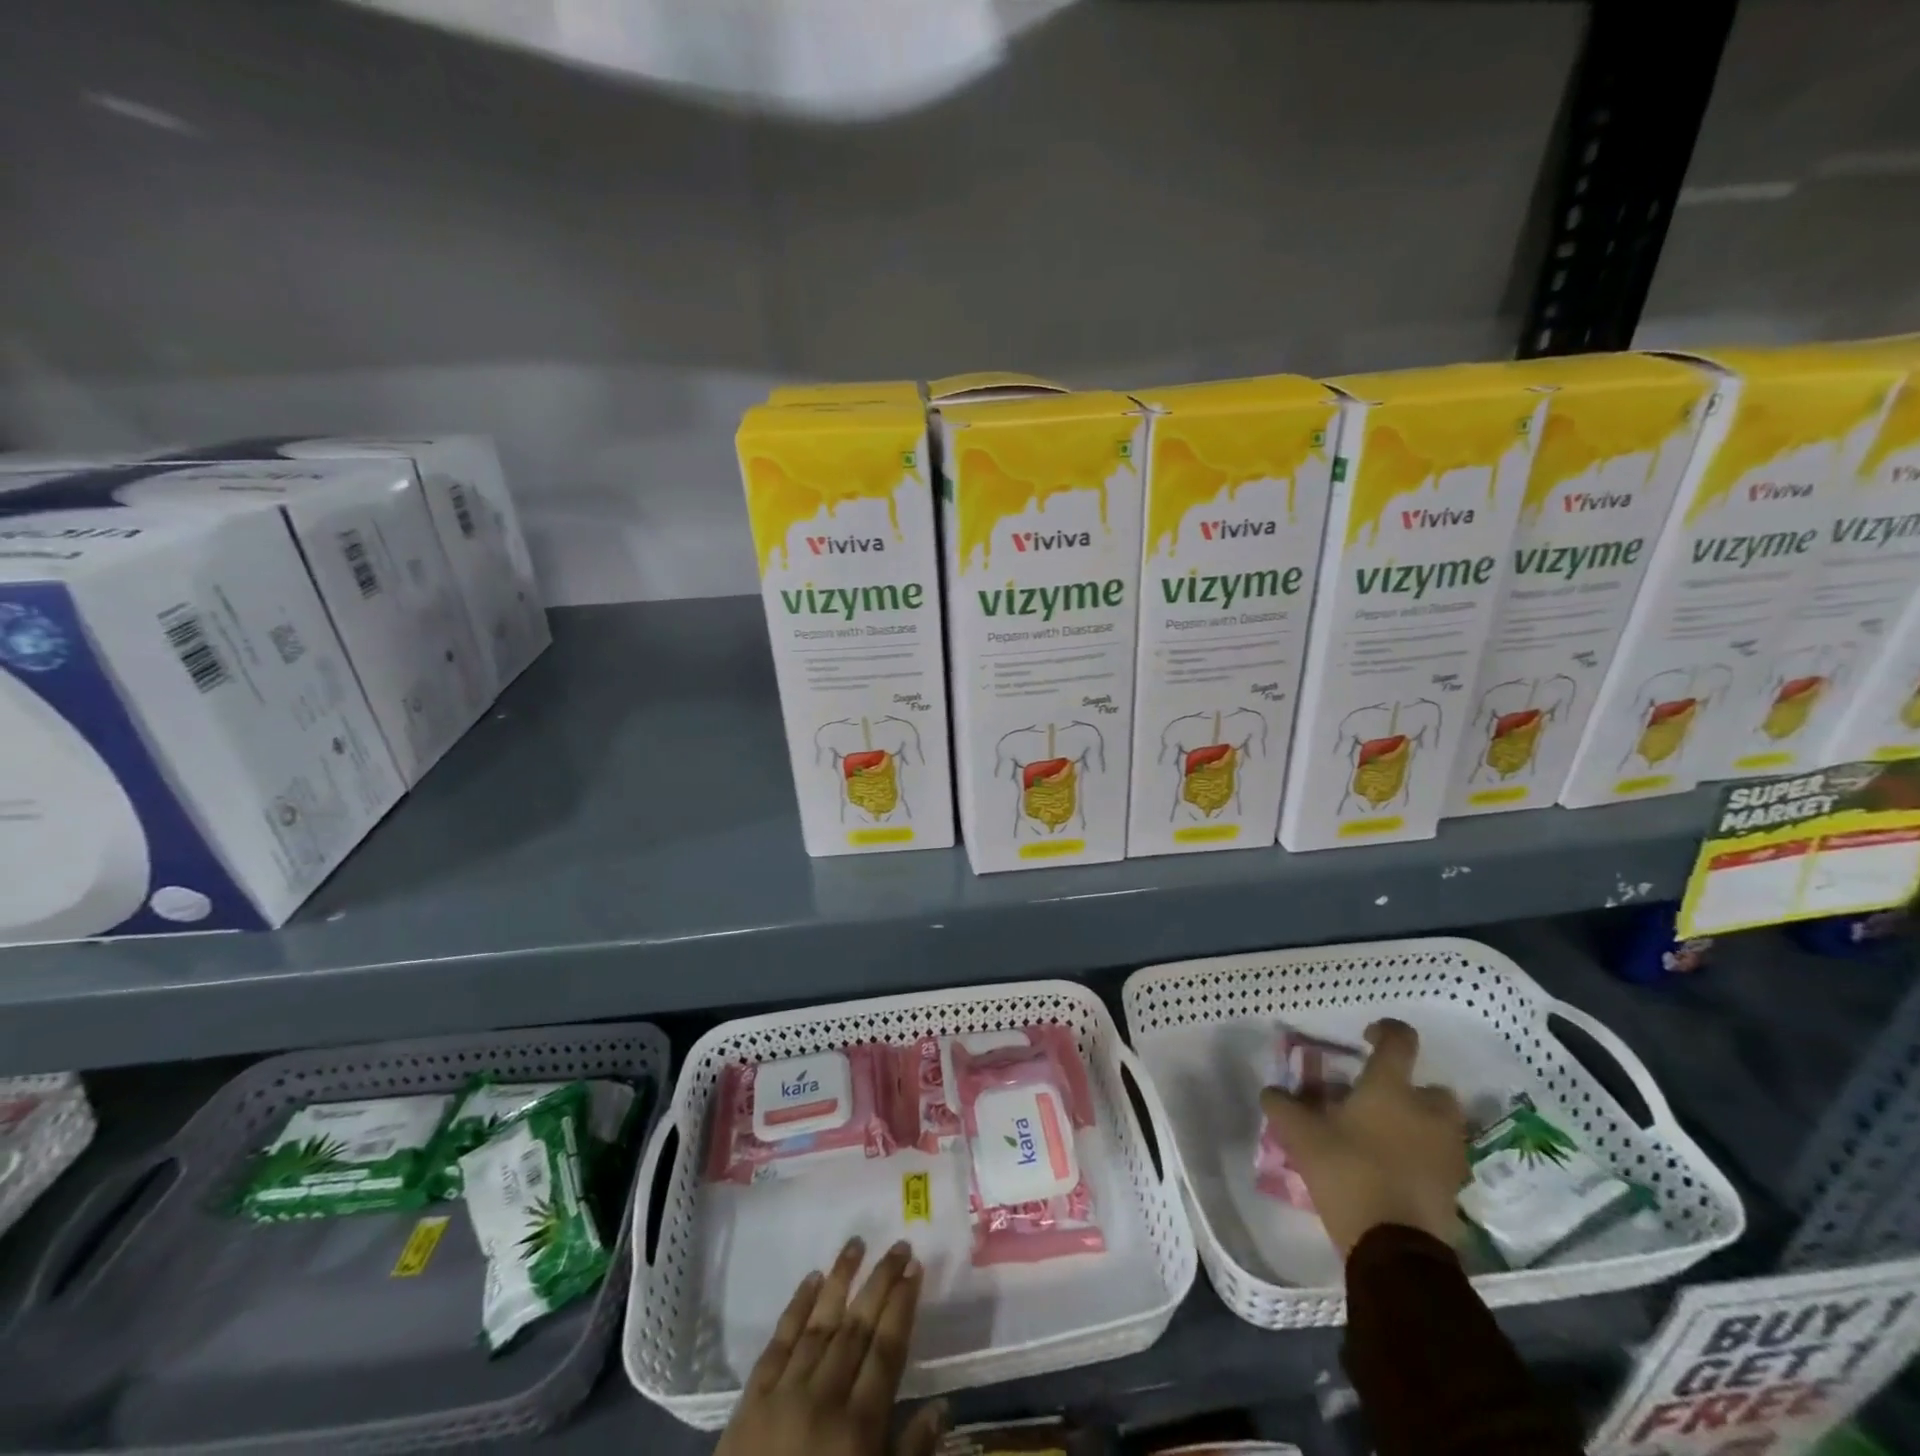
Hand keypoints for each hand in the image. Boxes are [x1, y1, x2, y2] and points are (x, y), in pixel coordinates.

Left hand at [716, 1237, 947, 1455]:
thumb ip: (909, 1453)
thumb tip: (942, 1406)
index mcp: (858, 1428)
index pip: (886, 1351)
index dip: (902, 1307)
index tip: (915, 1267)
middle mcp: (824, 1399)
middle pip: (857, 1328)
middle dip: (880, 1282)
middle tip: (898, 1245)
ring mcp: (785, 1394)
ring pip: (819, 1324)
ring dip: (841, 1280)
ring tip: (857, 1242)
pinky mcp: (751, 1400)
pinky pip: (778, 1343)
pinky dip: (796, 1308)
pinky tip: (811, 1279)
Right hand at [1260, 1019, 1468, 1256]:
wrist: (1395, 1248)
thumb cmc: (1348, 1172)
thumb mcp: (1300, 1136)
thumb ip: (1283, 1107)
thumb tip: (1271, 1091)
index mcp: (1390, 1088)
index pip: (1400, 1041)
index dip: (1386, 1030)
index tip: (1368, 1036)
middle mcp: (1427, 1112)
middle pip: (1432, 1087)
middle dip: (1411, 1091)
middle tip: (1380, 1103)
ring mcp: (1447, 1151)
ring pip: (1440, 1126)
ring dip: (1421, 1126)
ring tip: (1387, 1140)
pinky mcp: (1454, 1188)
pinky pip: (1441, 1160)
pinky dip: (1424, 1159)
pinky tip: (1396, 1172)